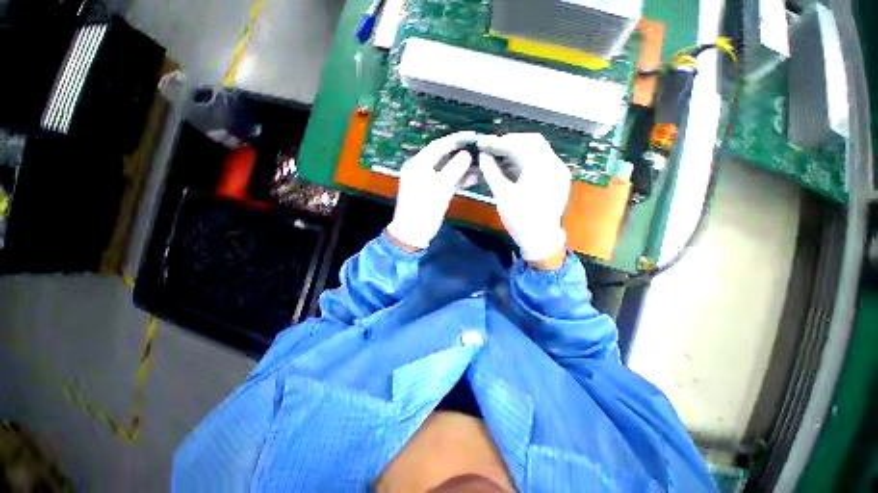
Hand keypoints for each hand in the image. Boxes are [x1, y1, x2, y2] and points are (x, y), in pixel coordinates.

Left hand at [386, 131, 476, 249]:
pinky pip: (448, 178)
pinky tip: (475, 176)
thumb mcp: (441, 187)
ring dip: (463, 165)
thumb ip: (454, 168)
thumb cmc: (424, 208)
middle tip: (480, 147)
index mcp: (418, 163)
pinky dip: (460, 177)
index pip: (439, 145)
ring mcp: (427, 179)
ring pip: (447, 167)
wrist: (413, 233)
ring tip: (481, 162)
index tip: (474, 136)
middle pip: (444, 154)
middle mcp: (421, 167)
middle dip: (462, 151)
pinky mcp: (433, 190)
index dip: (456, 139)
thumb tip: (467, 154)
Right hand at [478, 133, 570, 263]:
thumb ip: (491, 170)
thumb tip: (482, 155)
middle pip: (531, 141)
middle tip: (492, 148)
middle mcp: (554, 164)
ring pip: (539, 149)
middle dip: (510, 142)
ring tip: (499, 156)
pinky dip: (528, 159)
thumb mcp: (502, 194)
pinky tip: (513, 165)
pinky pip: (544, 159)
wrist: (541, 241)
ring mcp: (559, 171)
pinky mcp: (560, 178)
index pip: (517, 145)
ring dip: (519, 149)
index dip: (497, 143)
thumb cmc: (521, 219)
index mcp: (541, 167)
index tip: (482, 143)